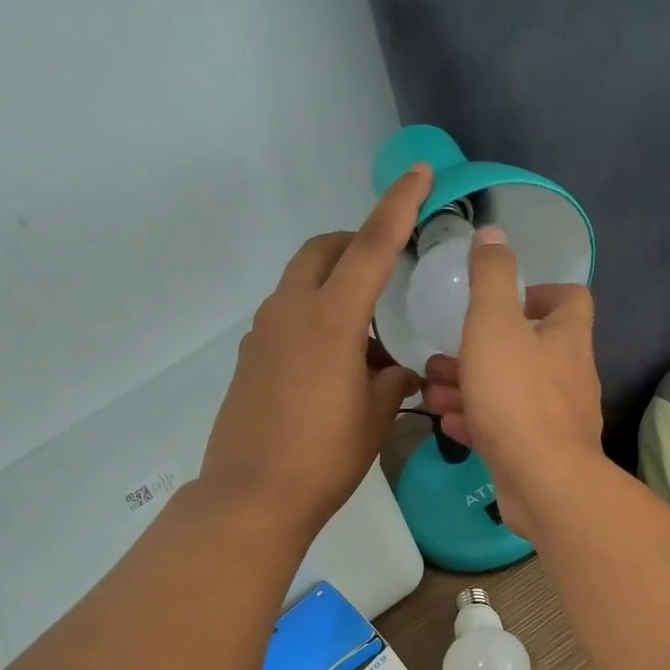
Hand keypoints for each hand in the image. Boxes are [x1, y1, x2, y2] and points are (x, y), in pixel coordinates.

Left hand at [199, 164, 433, 535]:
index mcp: (330, 320)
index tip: (419, 173)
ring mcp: (263, 333)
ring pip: (301, 282)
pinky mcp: (251, 358)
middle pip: (323, 251)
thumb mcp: (374, 419)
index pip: (371, 247)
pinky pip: (287, 316)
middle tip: (388, 270)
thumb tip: (395, 371)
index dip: (398, 206)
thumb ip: (391, 383)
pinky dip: (315, 318)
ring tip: (366, 337)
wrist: (252, 496)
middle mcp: (291, 311)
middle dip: (356, 244)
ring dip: (335, 287)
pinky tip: (334, 364)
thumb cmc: (324, 459)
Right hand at [418, 227, 602, 536]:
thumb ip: (491, 277)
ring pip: (510, 393)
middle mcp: (569, 377)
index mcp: (567, 338)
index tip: (505, 301)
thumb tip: (494, 233)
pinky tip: (448, 423)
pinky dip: (477, 421)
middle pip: (528, 351)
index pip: (570, 300)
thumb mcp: (494, 325)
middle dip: (482, 349)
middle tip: (443, 355)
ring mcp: (556, 420)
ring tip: (432, 389)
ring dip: (471, 387)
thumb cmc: (517, 396)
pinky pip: (505, 429)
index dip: (540, 292)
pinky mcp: (539, 455)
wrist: (543, 482)